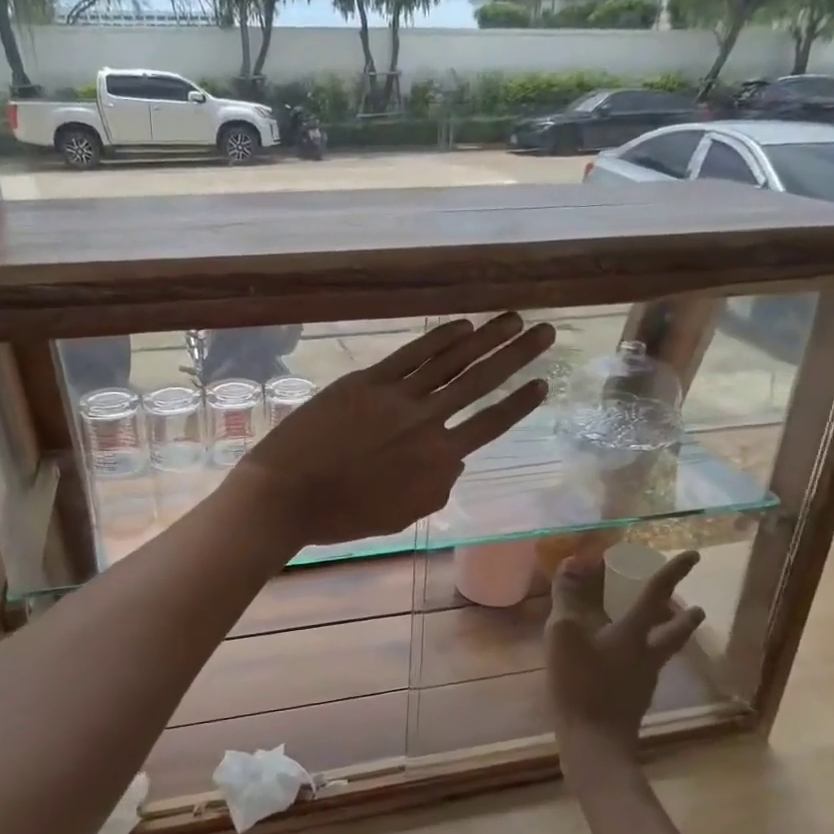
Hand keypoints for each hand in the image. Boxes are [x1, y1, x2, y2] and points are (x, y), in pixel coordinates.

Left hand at [233, 313, 554, 547]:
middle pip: (481, 382)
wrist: (287, 494)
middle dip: (517, 355)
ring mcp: (396, 396)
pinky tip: (462, 324)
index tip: (543, 383)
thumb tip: (453, 459)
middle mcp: (426, 422)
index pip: (490, 424)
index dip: (520, 402)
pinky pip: (411, 354)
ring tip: (513, 318)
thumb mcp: (402, 515)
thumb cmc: (343, 515)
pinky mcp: (366, 381)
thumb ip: (436, 488)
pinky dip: (439, 338)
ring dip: (486, 337)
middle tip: (546, 331)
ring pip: (451, 360)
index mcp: (437, 460)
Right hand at [545, 549, 704, 772]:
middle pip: (673, 630)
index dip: (674, 571)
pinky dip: (641, 655)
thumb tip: (573, 562)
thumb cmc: (581, 684)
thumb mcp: (566, 634)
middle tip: (693, 605)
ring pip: (663, 650)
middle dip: (683, 616)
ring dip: (669, 635)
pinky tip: (622, 661)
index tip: (694, 555)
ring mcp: (642, 680)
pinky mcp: (632, 699)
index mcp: (634, 634)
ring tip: (665, 627)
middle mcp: (646, 655)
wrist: (594, 745)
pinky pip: (643, 667)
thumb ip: (568, 597)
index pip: (656, 594)